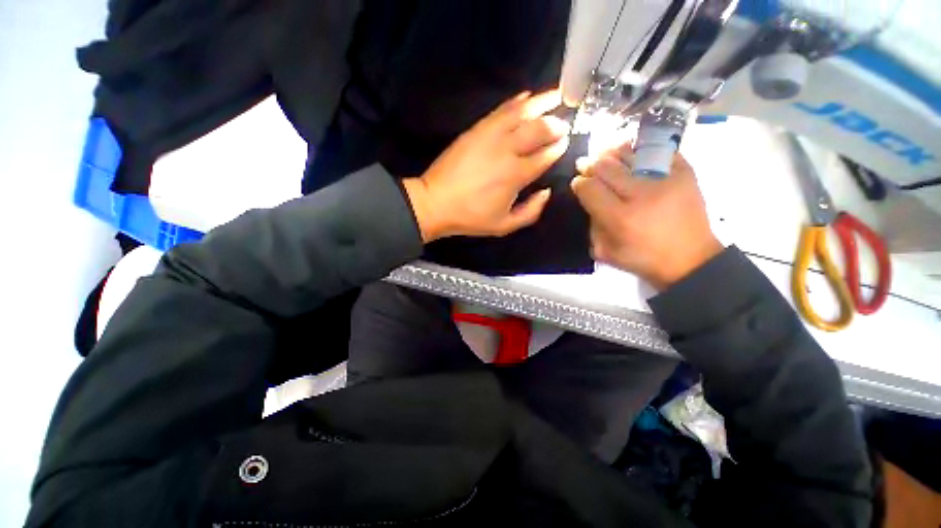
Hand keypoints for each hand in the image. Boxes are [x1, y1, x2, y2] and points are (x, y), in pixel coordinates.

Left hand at [402, 90, 569, 241]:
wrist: (436, 203)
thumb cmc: (471, 217)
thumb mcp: (504, 226)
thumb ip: (531, 212)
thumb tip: (547, 192)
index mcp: (517, 175)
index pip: (546, 155)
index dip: (559, 147)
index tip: (566, 142)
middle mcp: (508, 150)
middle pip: (539, 129)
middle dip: (556, 124)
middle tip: (564, 122)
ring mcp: (491, 136)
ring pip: (522, 112)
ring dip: (542, 102)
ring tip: (556, 95)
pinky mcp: (476, 129)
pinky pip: (500, 110)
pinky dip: (516, 102)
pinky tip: (526, 97)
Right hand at [571, 144, 721, 289]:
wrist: (691, 259)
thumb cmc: (644, 259)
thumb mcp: (606, 252)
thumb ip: (592, 226)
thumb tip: (589, 200)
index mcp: (620, 218)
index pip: (590, 188)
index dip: (579, 183)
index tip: (578, 183)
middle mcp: (641, 194)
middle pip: (606, 167)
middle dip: (591, 165)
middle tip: (586, 165)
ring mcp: (666, 180)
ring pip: (630, 154)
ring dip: (612, 154)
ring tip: (605, 155)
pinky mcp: (686, 172)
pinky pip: (658, 151)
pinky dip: (641, 150)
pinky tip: (633, 155)